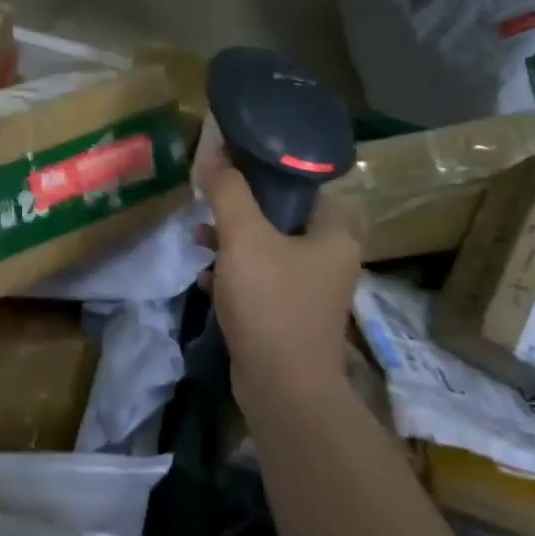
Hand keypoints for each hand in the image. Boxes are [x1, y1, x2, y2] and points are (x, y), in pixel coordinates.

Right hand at [199, 158, 363, 401]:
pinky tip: (205, 279)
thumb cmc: (271, 301)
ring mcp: (310, 291)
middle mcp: (331, 259)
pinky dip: (234, 275)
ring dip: (234, 241)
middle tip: (214, 201)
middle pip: (286, 217)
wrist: (282, 387)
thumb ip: (228, 191)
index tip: (237, 166)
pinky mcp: (288, 316)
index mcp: (335, 233)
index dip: (274, 171)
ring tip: (199, 237)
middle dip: (245, 209)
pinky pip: (260, 282)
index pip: (311, 185)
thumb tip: (213, 148)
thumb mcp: (244, 237)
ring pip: (269, 250)